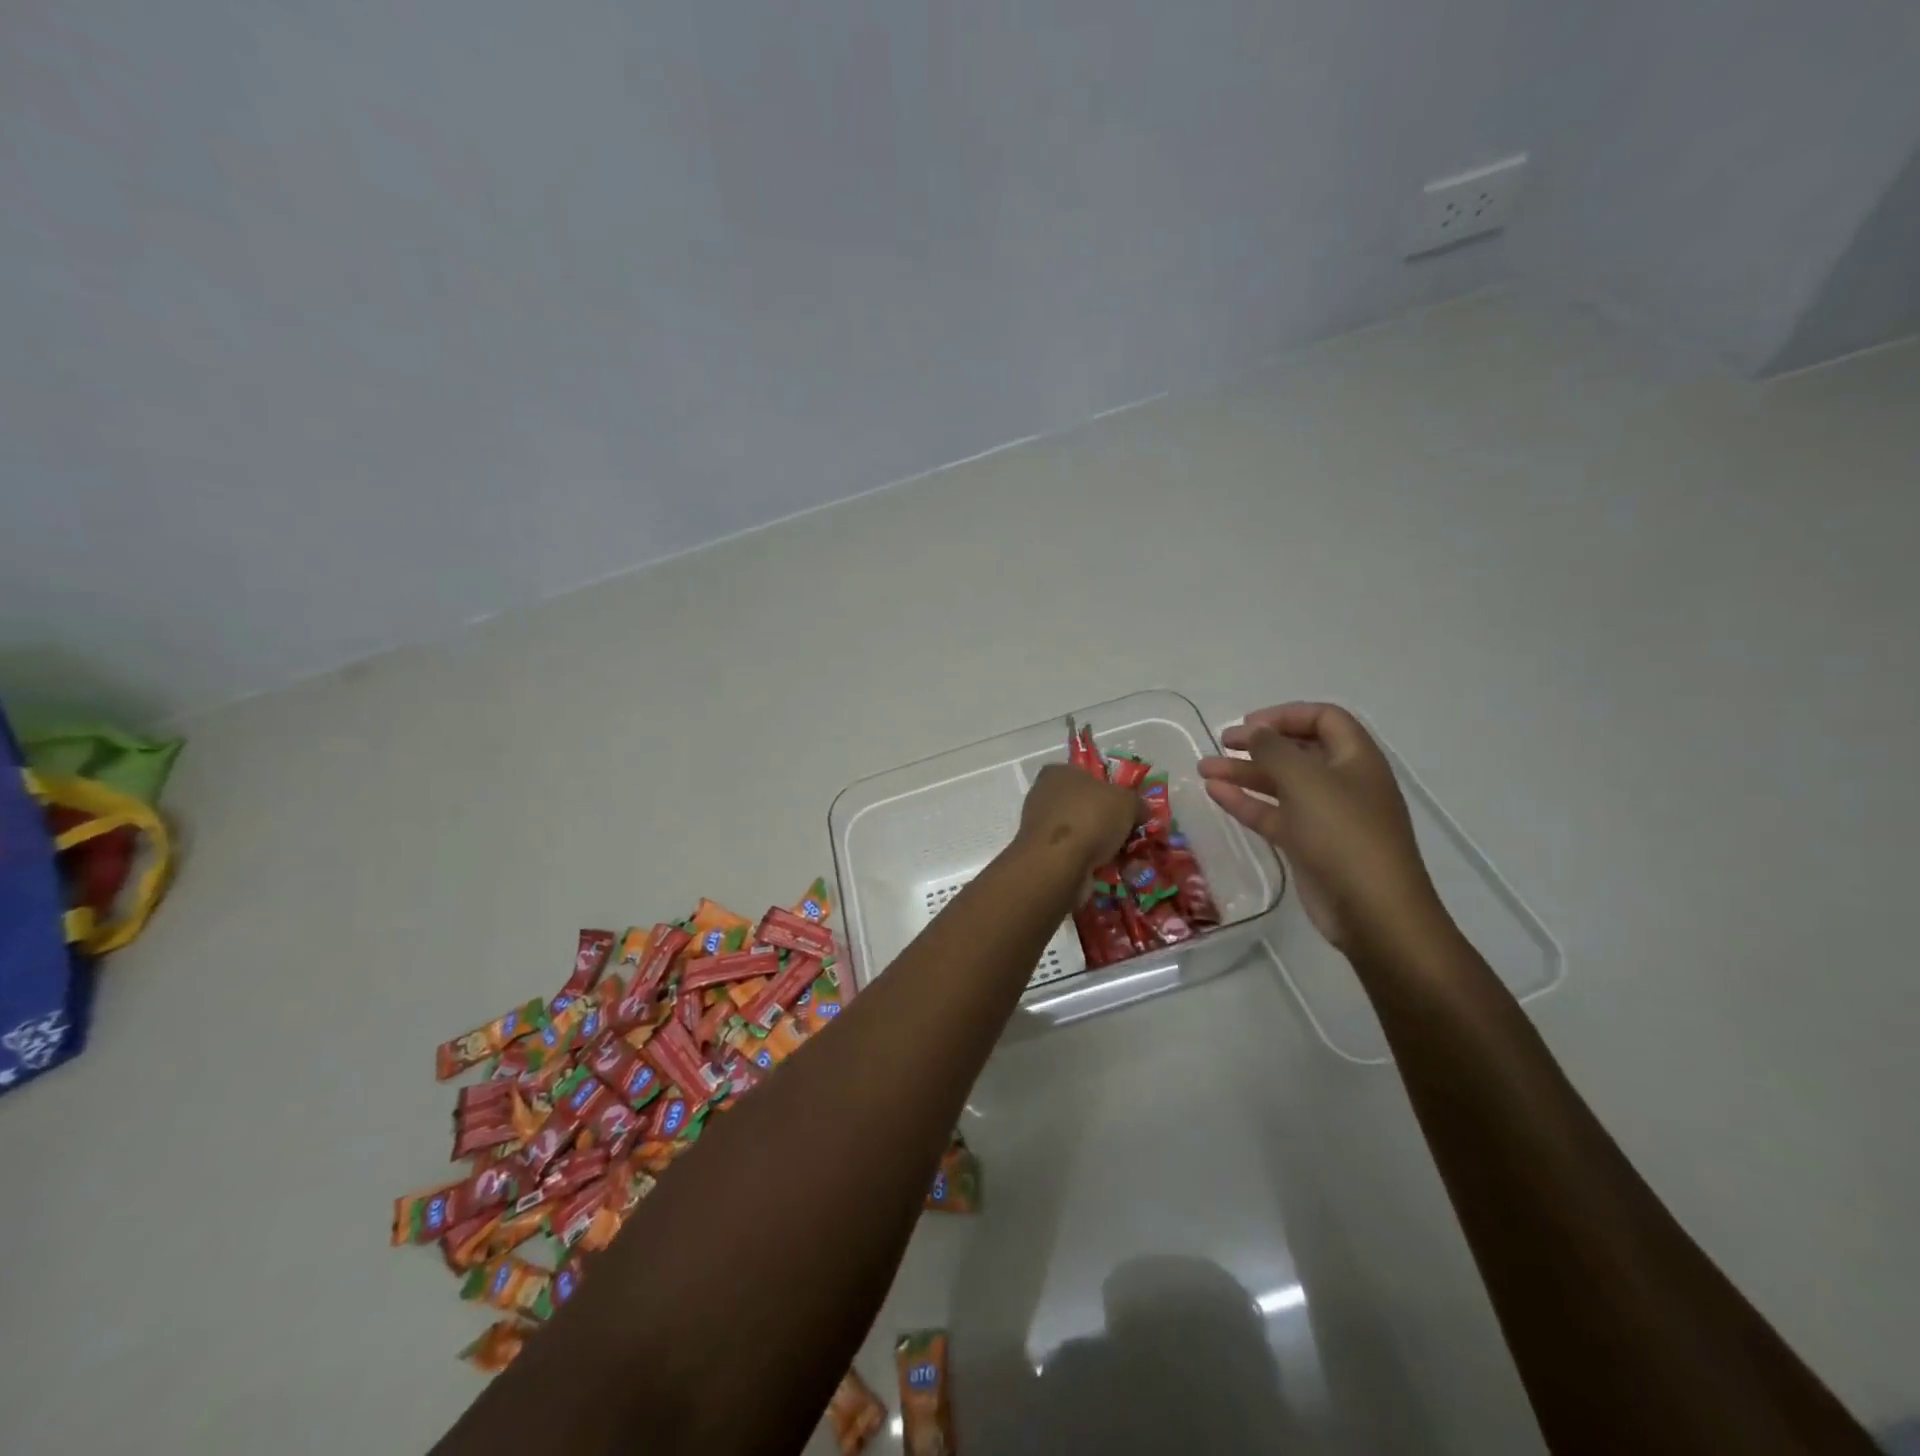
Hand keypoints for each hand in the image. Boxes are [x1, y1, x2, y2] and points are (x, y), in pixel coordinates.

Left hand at [1013, 764, 1143, 884]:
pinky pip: (1076, 854)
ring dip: (1105, 845)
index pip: (1089, 775)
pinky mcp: (1044, 855)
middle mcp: (1045, 796)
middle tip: (1134, 834)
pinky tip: (1113, 870)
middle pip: (1088, 806)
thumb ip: (1137, 802)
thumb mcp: (1127, 801)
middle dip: (1111, 822)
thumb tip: (1142, 811)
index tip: (1131, 807)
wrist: (1057, 864)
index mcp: (1059, 773)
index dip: (1113, 789)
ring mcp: (1042, 827)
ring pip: (1084, 832)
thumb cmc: (1090, 817)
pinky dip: (1093, 862)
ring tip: (1129, 856)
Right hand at [1198, 703, 1447, 954]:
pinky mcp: (1308, 845)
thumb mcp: (1306, 780)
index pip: (1324, 719)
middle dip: (1259, 744)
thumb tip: (1256, 731)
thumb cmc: (1343, 832)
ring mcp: (1325, 816)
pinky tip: (1215, 794)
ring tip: (1204, 768)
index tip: (1249, 723)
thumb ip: (1275, 749)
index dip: (1286, 715)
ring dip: (1244, 773)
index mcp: (1356, 758)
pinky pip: (1274, 814)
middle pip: (1298, 751)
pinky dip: (1246, 802)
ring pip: (1280, 784)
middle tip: (1222, 742)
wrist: (1372, 909)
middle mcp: (1343, 782)